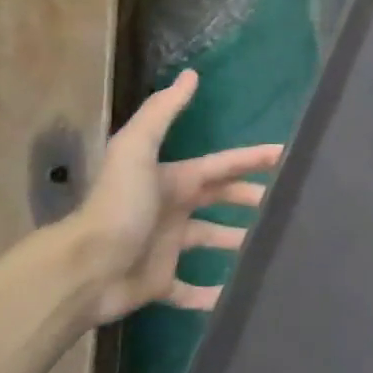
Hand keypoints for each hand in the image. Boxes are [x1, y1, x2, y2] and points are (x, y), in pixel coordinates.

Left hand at [75, 70, 281, 323]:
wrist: (83, 268)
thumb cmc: (119, 207)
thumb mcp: (136, 150)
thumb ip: (162, 113)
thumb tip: (191, 75)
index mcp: (173, 180)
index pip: (222, 165)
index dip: (253, 159)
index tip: (288, 158)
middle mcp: (173, 210)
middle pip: (221, 200)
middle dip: (251, 199)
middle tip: (285, 206)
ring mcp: (166, 247)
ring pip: (212, 241)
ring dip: (238, 243)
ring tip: (270, 247)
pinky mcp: (160, 283)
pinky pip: (191, 290)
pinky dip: (212, 295)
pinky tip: (235, 297)